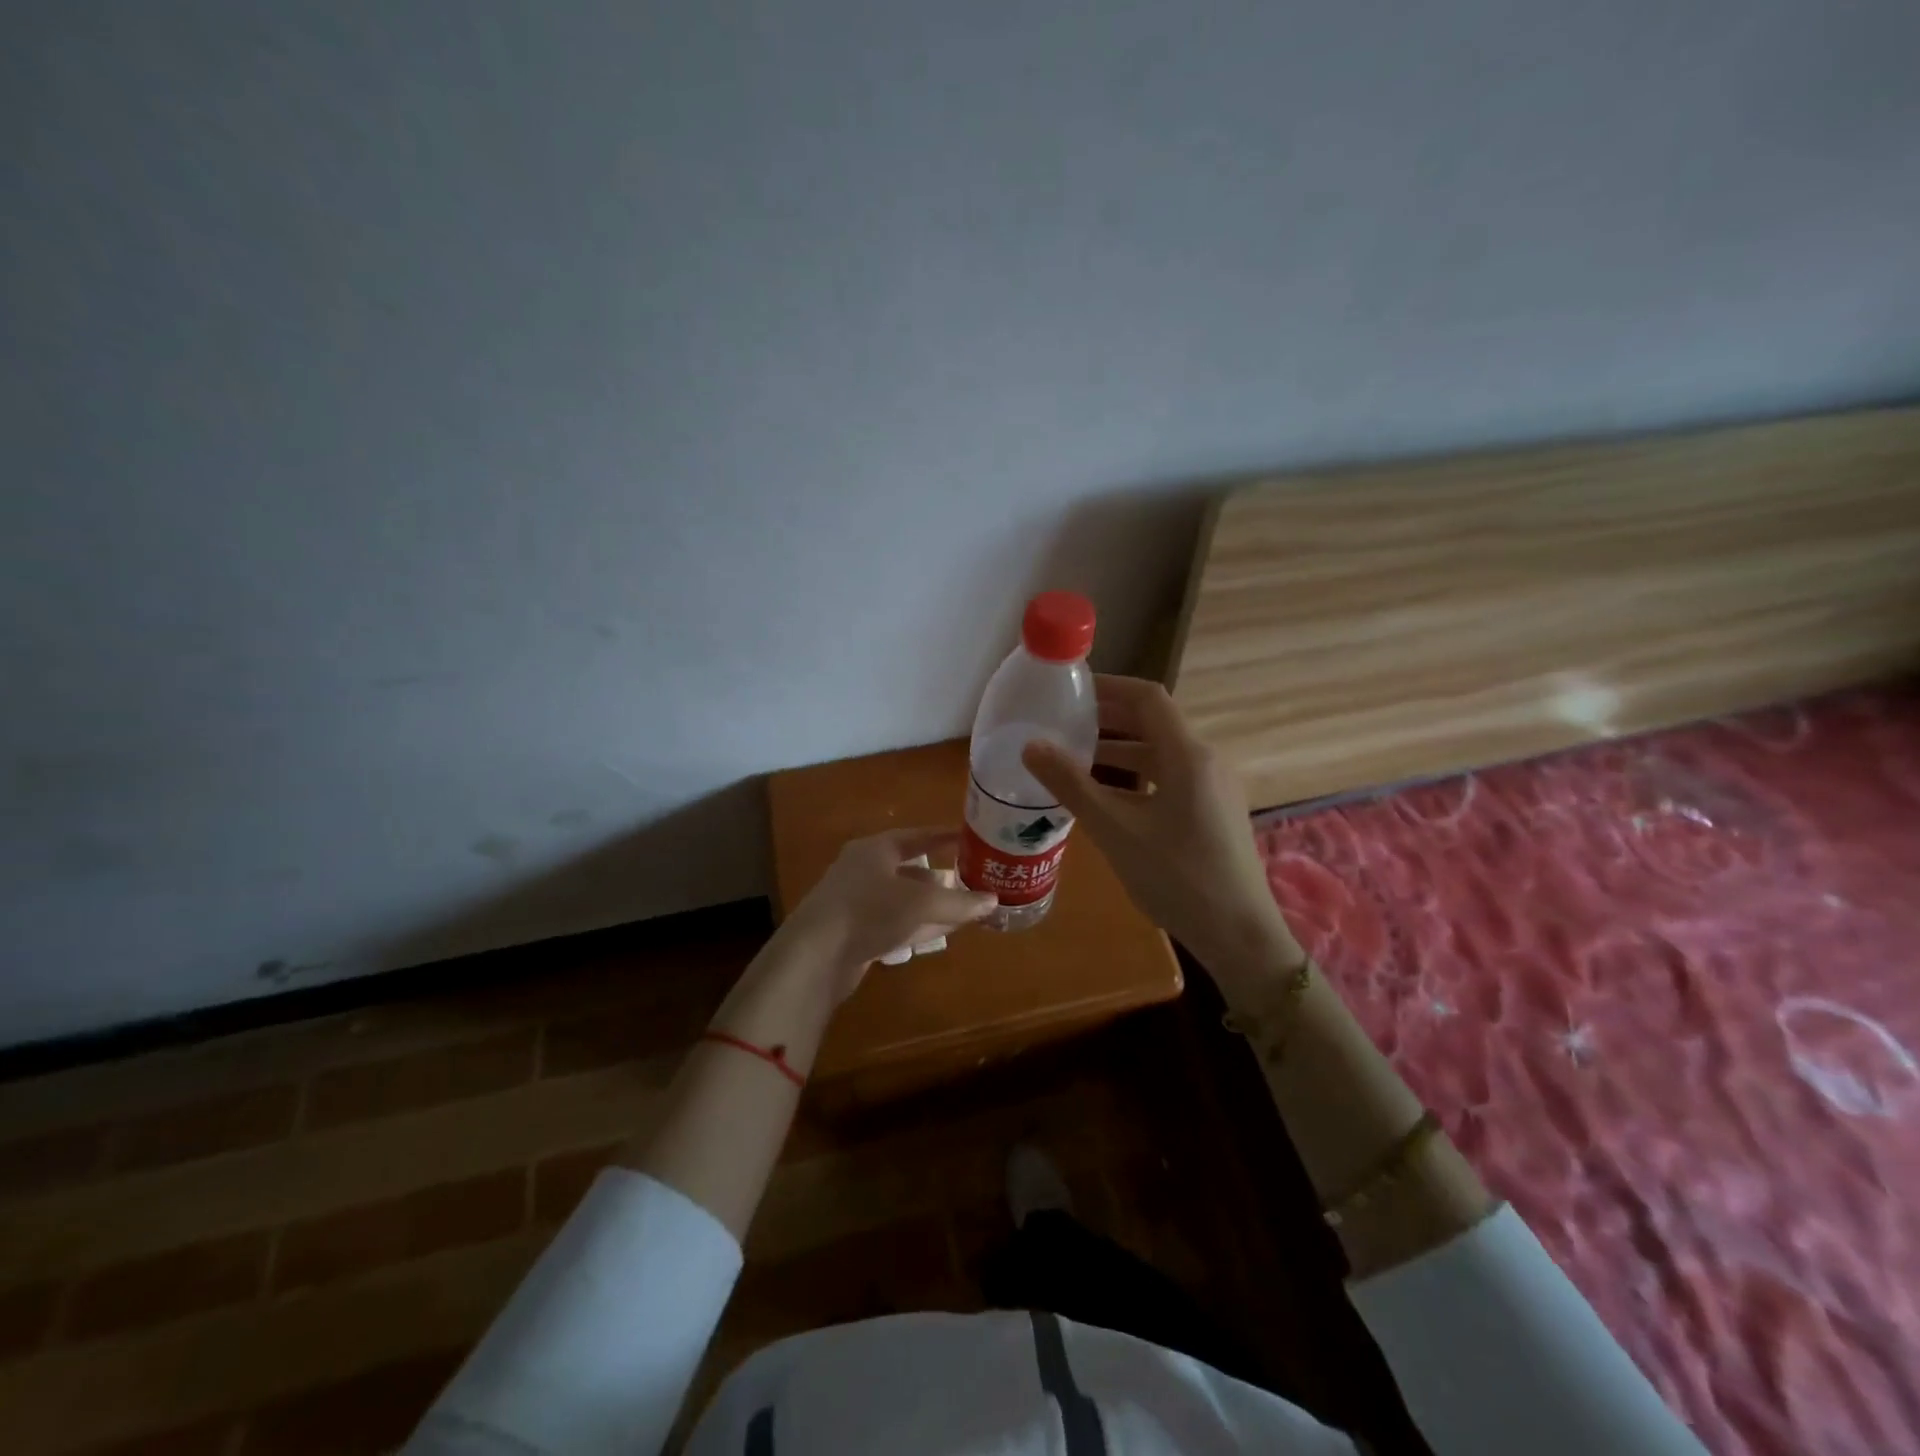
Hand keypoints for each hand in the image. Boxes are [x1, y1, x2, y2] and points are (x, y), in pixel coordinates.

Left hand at [778, 827, 997, 1003]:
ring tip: (966, 908)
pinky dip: (920, 924)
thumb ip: (959, 902)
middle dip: (941, 876)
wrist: (815, 956)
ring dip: (934, 904)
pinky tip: (944, 931)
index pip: (916, 836)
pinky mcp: (857, 933)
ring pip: (904, 899)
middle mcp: (864, 870)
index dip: (943, 837)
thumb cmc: (869, 911)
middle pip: (910, 869)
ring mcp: (858, 903)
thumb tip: (993, 901)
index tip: (969, 838)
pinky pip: (896, 923)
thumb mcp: (921, 903)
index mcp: (875, 850)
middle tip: (972, 878)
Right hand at [1022, 675, 1303, 982]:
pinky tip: (1109, 799)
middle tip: (1065, 724)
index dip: (1109, 687)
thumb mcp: (1115, 830)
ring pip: (1162, 754)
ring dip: (1121, 751)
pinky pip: (1171, 778)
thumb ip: (1071, 784)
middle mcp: (1206, 761)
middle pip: (1154, 723)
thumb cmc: (1176, 876)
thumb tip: (1031, 746)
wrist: (1239, 934)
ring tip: (1077, 760)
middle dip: (1109, 719)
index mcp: (1187, 755)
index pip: (1148, 698)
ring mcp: (1214, 787)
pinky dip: (1137, 777)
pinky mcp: (1214, 811)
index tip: (1071, 691)